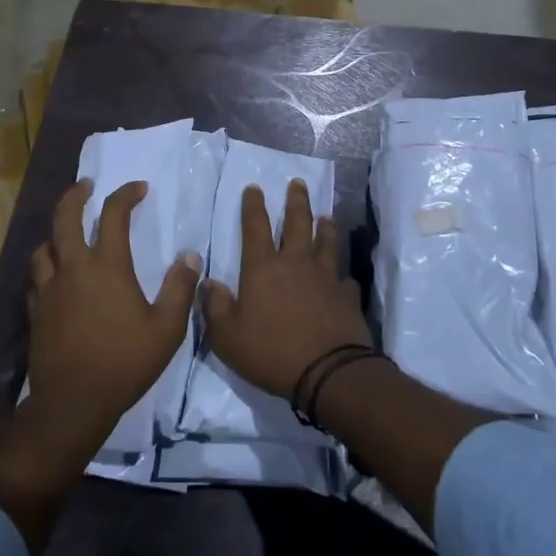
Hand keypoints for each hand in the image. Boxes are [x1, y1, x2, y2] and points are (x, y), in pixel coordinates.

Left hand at [24, 178, 200, 455]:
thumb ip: (179, 289)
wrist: (73, 402)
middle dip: (76, 195)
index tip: (139, 188)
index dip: (126, 195)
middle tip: (87, 185)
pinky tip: (54, 276)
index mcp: (107, 266)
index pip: (113, 215)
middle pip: (65, 218)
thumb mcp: (166, 329)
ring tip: (67, 233)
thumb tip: (190, 256)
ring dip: (56, 233)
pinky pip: (36, 278)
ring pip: (44, 247)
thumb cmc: (124, 362)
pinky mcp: (36, 311)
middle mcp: (73, 268)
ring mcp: (49, 290)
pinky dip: (46, 267)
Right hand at [203, 179, 369, 397]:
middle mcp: (296, 263)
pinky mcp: (347, 296)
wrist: (328, 372)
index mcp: (263, 268)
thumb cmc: (272, 352)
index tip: (254, 187)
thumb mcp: (227, 336)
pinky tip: (343, 278)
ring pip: (326, 243)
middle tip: (297, 183)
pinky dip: (342, 276)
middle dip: (296, 201)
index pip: (255, 227)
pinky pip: (345, 279)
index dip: (253, 206)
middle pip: (297, 223)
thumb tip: (207, 281)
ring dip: (325, 227)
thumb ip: (215, 306)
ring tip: (326, 216)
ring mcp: (326, 278)